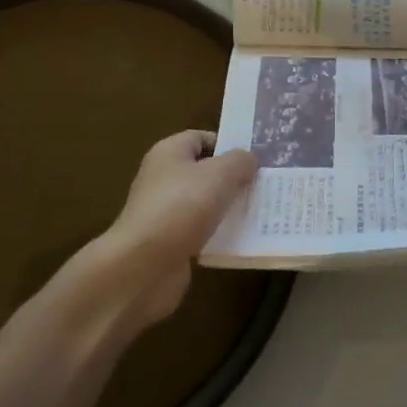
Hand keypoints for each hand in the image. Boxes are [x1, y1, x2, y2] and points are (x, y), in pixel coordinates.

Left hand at [73, 130, 256, 332]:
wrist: (142, 267)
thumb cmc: (182, 207)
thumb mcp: (220, 173)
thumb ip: (240, 160)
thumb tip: (248, 160)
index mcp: (169, 153)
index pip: (202, 138)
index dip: (228, 144)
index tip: (256, 157)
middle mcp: (163, 179)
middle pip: (206, 172)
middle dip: (234, 178)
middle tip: (264, 184)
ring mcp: (165, 213)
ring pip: (206, 204)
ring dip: (229, 208)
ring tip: (261, 210)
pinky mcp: (170, 243)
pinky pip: (202, 232)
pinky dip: (220, 234)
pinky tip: (242, 238)